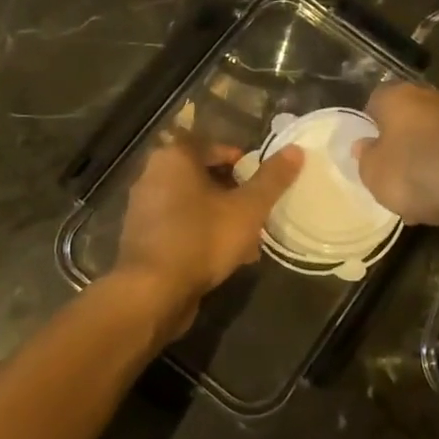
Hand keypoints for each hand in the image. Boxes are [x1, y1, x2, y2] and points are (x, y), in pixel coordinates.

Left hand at [114, 136, 302, 340]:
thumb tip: (295, 149)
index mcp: (174, 157)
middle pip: (203, 176)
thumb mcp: (247, 208)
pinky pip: (180, 227)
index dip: (241, 161)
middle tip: (258, 210)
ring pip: (193, 204)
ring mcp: (144, 209)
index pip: (213, 146)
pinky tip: (226, 258)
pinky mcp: (143, 239)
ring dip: (221, 217)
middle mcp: (152, 175)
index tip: (262, 181)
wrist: (152, 292)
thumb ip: (272, 179)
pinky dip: (202, 235)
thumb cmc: (201, 238)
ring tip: (249, 240)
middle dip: (233, 193)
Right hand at [353, 83, 438, 226]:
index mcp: (398, 96)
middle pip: (408, 117)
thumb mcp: (374, 173)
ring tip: (420, 193)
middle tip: (393, 171)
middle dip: (401, 141)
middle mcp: (430, 95)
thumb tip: (364, 145)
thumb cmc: (416, 173)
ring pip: (434, 135)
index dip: (370, 126)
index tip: (369, 151)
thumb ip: (365, 157)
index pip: (375, 102)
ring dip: (426, 156)